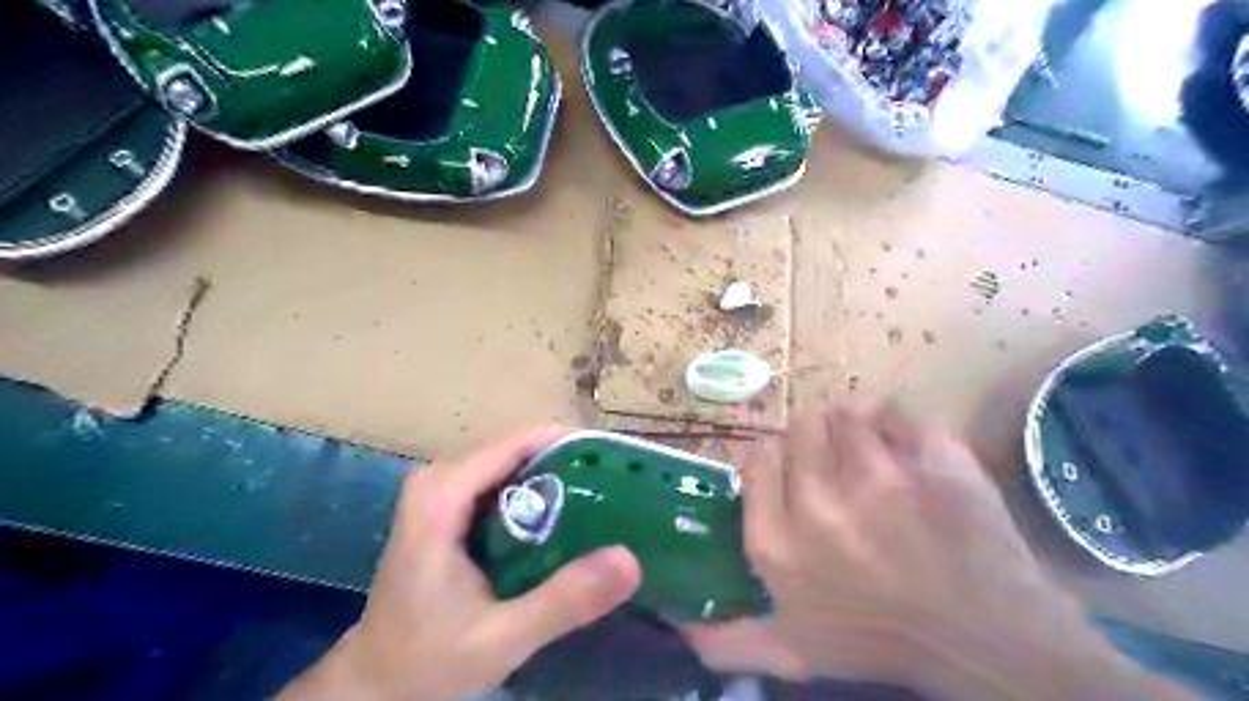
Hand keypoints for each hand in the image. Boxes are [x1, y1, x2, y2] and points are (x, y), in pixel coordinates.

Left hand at [277, 427, 636, 699]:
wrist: (374, 684)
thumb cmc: (427, 661)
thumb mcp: (501, 638)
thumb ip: (563, 600)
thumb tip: (629, 560)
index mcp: (443, 495)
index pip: (518, 442)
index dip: (570, 444)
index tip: (616, 461)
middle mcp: (438, 479)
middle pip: (517, 449)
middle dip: (567, 462)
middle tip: (617, 488)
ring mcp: (439, 490)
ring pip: (510, 463)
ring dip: (554, 477)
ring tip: (602, 499)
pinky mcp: (445, 506)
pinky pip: (500, 481)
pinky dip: (534, 493)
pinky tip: (564, 518)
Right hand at [681, 401, 1187, 700]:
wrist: (987, 642)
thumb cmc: (881, 643)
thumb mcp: (795, 653)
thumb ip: (729, 641)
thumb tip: (675, 622)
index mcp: (778, 544)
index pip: (754, 456)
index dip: (773, 457)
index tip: (790, 470)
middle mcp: (817, 503)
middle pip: (798, 426)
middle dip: (814, 442)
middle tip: (836, 465)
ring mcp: (878, 477)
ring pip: (846, 410)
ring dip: (855, 425)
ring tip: (871, 451)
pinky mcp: (932, 459)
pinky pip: (899, 411)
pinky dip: (900, 424)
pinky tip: (909, 450)